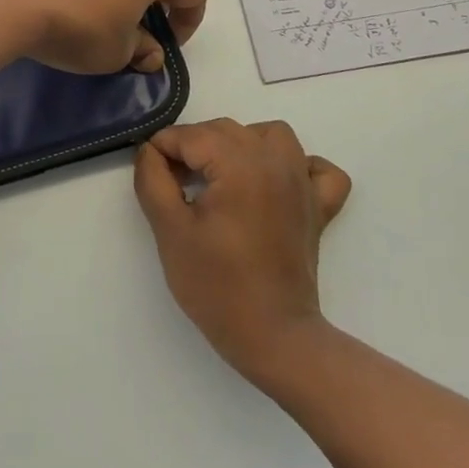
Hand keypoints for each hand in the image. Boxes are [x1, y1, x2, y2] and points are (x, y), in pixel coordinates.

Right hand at [134, 119, 351, 383]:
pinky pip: (316, 167)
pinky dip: (297, 165)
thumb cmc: (216, 285)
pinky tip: (273, 183)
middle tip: (173, 183)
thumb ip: (152, 180)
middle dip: (192, 146)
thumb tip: (150, 151)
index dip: (162, 150)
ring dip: (240, 143)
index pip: (190, 136)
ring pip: (270, 135)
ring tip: (219, 174)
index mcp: (239, 164)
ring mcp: (303, 183)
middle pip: (225, 130)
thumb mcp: (169, 230)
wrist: (273, 337)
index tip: (149, 174)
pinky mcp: (318, 207)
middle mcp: (276, 161)